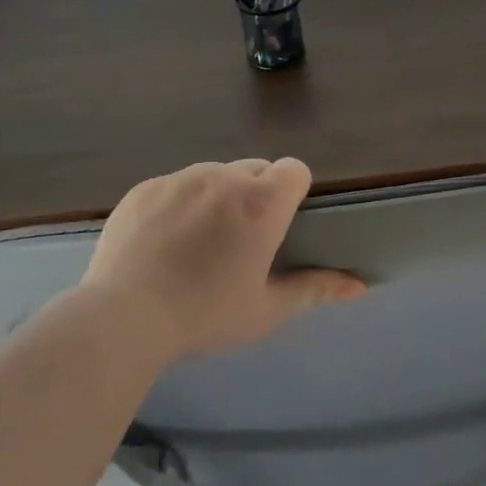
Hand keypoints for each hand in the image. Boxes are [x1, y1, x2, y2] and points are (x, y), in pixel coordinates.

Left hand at [81, 158, 365, 359]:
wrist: (125, 317)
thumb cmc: (206, 315)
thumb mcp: (267, 310)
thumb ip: (316, 289)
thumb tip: (360, 285)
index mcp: (261, 203)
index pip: (294, 169)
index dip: (293, 191)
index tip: (282, 223)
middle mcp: (223, 178)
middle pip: (255, 168)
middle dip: (257, 194)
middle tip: (243, 239)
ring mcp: (179, 179)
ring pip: (214, 174)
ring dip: (219, 195)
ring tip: (200, 239)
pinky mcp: (144, 188)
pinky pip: (176, 184)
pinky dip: (180, 203)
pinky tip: (165, 240)